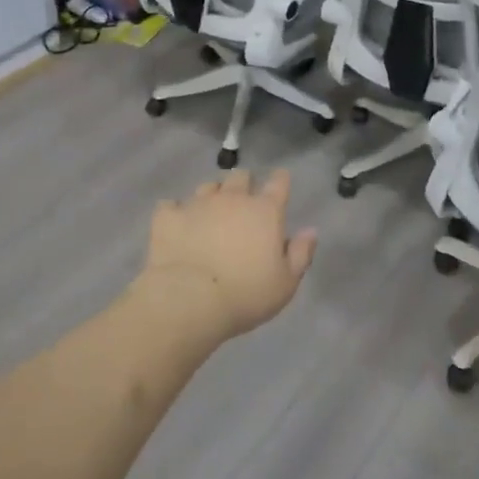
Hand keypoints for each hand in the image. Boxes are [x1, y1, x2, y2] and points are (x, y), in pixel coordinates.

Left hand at [140, 170, 317, 339]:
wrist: (189, 301)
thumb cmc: (246, 295)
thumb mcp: (285, 283)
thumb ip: (300, 254)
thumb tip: (310, 231)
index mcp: (265, 211)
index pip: (278, 183)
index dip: (280, 180)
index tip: (280, 183)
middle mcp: (232, 199)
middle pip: (240, 177)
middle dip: (244, 185)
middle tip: (243, 204)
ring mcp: (197, 204)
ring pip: (207, 187)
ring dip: (212, 196)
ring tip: (209, 214)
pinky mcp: (168, 217)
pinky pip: (171, 205)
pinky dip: (175, 212)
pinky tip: (175, 225)